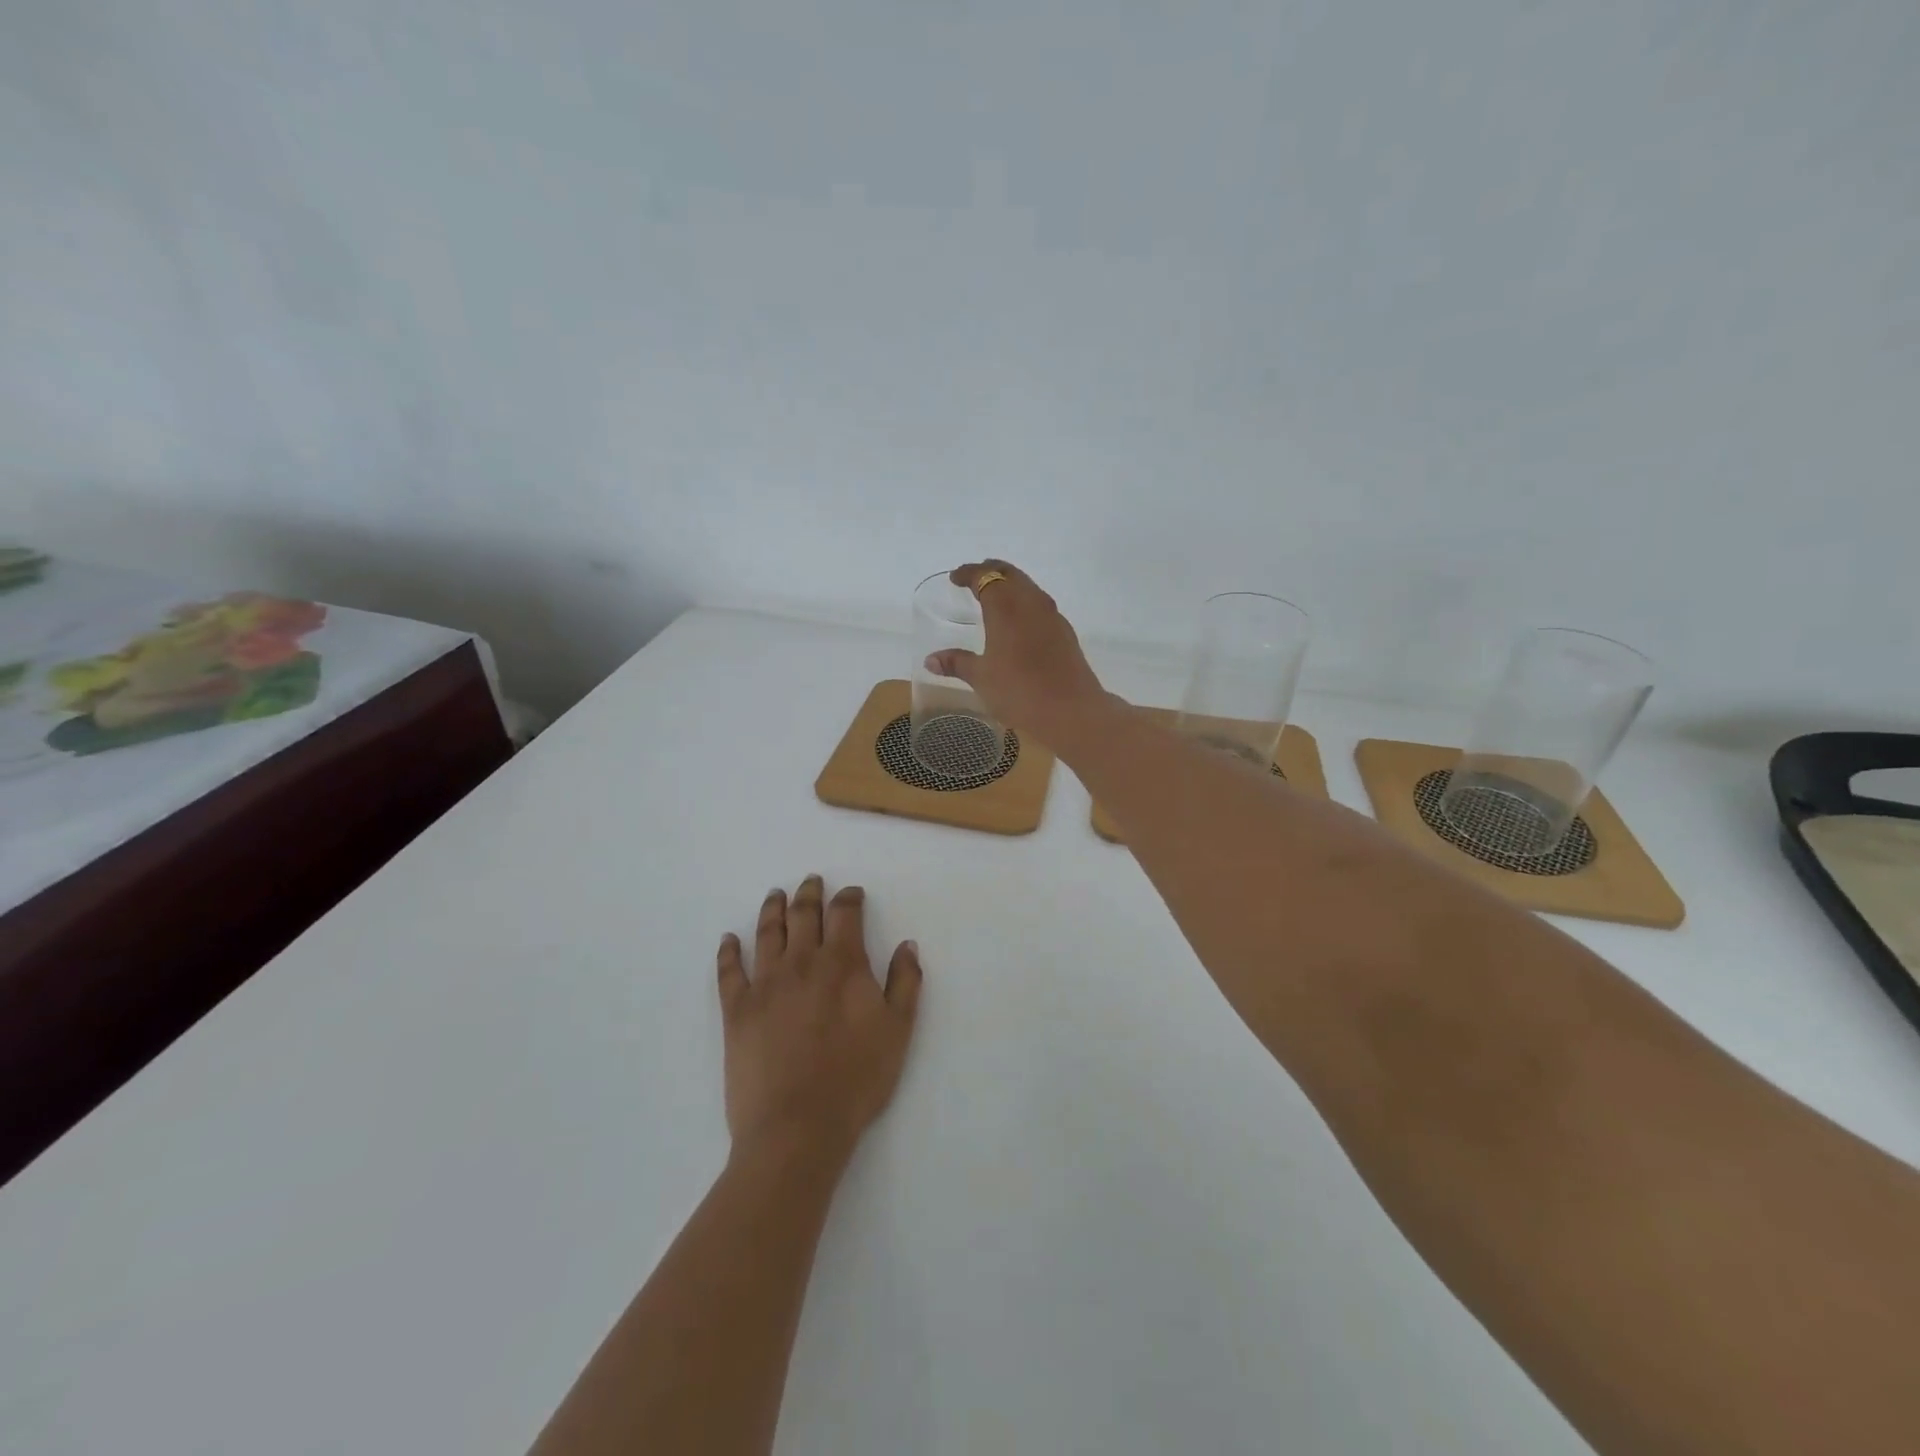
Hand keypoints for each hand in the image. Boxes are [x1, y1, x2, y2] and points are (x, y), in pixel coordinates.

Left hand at [716, 876, 921, 1167]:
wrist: (797, 1127)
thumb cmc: (856, 1079)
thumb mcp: (898, 1031)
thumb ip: (905, 983)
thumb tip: (906, 945)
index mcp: (842, 964)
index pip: (845, 914)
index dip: (849, 898)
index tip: (852, 894)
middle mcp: (802, 962)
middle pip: (803, 914)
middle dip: (810, 894)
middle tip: (811, 881)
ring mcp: (765, 983)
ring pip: (767, 933)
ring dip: (773, 909)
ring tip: (775, 895)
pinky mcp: (736, 1010)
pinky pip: (730, 971)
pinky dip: (728, 951)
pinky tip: (729, 939)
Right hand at [924, 560, 1110, 745]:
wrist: (1071, 711)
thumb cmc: (1019, 691)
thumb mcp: (982, 678)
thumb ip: (957, 663)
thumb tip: (931, 660)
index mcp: (1006, 607)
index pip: (985, 577)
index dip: (968, 574)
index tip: (954, 578)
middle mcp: (1031, 603)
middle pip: (1011, 574)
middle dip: (991, 571)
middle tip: (974, 577)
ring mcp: (1052, 616)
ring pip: (1029, 588)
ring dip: (1011, 585)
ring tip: (995, 596)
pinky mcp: (1065, 632)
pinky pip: (1041, 606)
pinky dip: (1025, 603)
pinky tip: (1020, 622)